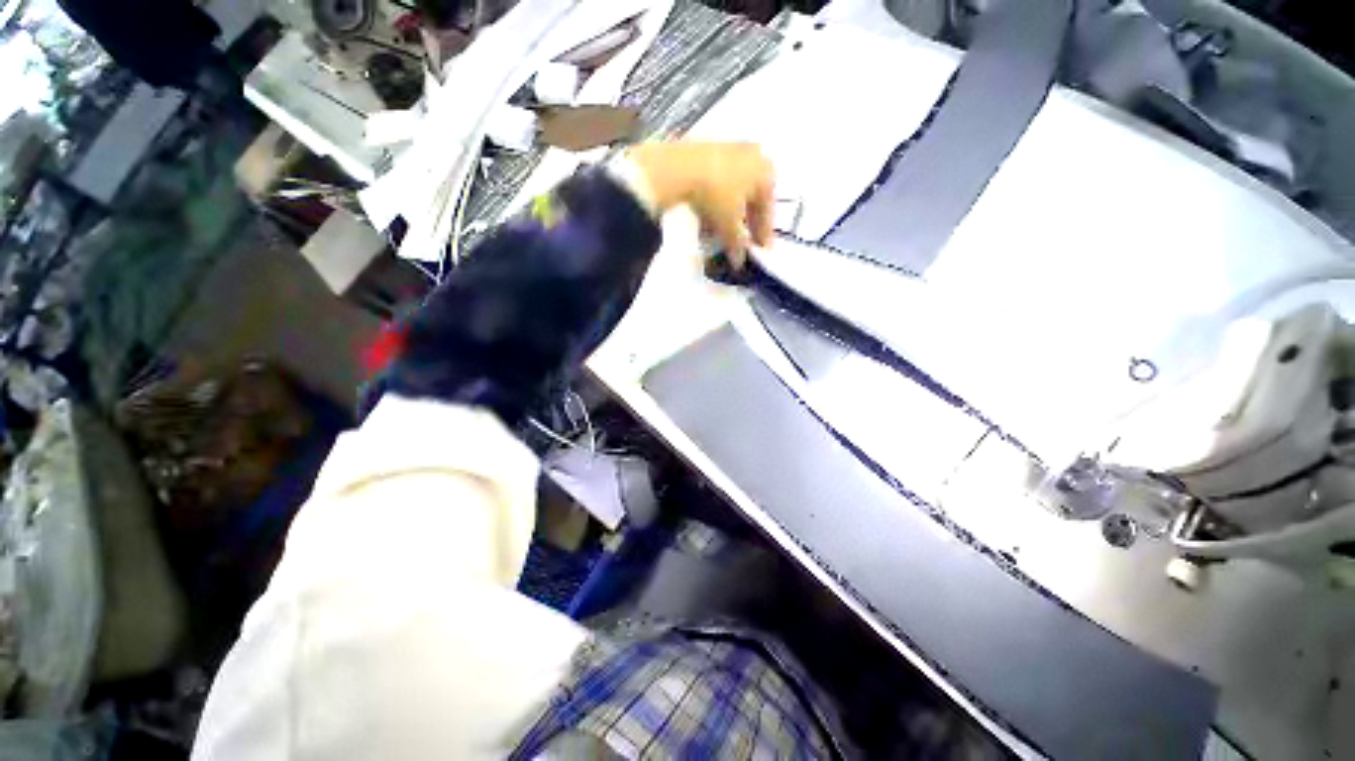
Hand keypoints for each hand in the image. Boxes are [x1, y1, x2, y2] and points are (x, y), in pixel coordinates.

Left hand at [627, 141, 774, 268]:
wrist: (679, 168)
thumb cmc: (716, 195)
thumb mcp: (729, 226)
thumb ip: (737, 245)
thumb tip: (738, 261)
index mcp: (766, 172)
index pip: (768, 210)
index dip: (764, 234)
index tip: (762, 250)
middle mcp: (753, 156)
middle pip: (752, 197)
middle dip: (748, 221)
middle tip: (745, 241)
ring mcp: (729, 149)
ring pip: (735, 189)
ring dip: (731, 211)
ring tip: (724, 231)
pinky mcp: (707, 149)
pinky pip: (718, 182)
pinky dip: (716, 200)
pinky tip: (708, 214)